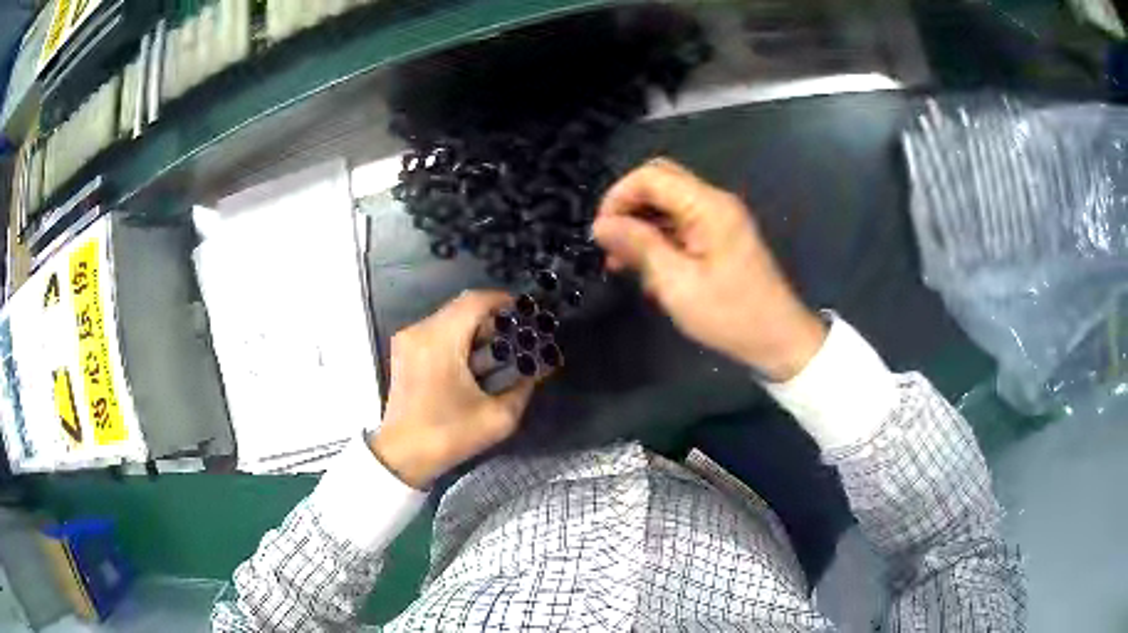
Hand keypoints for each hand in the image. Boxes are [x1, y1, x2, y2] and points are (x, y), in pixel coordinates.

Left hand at [372, 291, 534, 488]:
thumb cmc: (447, 435)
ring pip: (449, 317)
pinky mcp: (403, 350)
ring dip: (475, 328)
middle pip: (462, 307)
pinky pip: (436, 330)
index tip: (525, 315)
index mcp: (440, 341)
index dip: (503, 301)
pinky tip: (472, 361)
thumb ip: (522, 389)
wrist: (402, 455)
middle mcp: (420, 331)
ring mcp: (408, 339)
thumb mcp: (496, 419)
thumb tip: (534, 371)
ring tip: (497, 352)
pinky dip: (458, 337)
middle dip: (492, 318)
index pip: (475, 301)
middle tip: (515, 337)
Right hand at [592, 158, 825, 380]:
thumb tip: (602, 225)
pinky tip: (649, 271)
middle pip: (660, 184)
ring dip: (642, 226)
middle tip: (609, 244)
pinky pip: (681, 225)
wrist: (778, 341)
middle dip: (629, 208)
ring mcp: (720, 220)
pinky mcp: (720, 237)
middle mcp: (715, 203)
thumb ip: (639, 246)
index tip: (600, 232)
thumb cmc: (731, 315)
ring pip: (668, 205)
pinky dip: (660, 240)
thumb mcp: (677, 284)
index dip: (618, 196)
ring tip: (622, 263)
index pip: (651, 176)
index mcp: (708, 206)